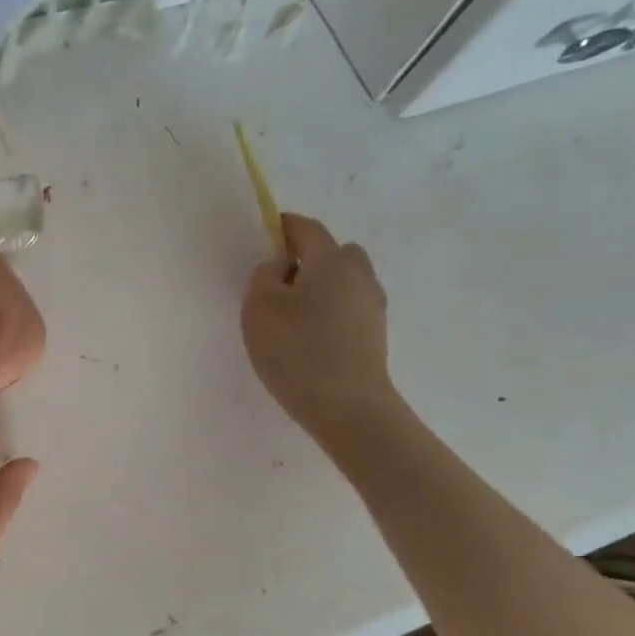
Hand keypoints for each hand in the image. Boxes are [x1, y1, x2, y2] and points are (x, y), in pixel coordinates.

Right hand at [240, 212, 395, 447]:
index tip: (263, 236)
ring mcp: (372, 305)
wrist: (348, 407)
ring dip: (320, 287)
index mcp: (331, 260)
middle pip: (332, 252)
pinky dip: (329, 312)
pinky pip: (347, 308)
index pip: (306, 229)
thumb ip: (264, 276)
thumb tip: (279, 265)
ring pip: (342, 282)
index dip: (283, 227)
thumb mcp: (260, 308)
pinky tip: (310, 338)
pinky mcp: (374, 334)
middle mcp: (359, 274)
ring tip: (292, 316)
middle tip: (277, 283)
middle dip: (306, 258)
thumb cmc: (297, 351)